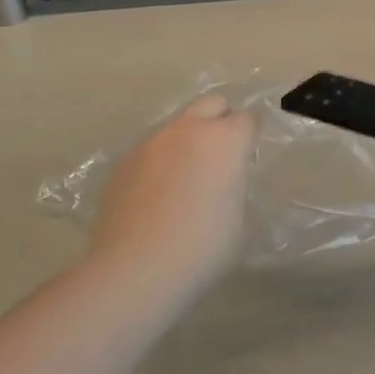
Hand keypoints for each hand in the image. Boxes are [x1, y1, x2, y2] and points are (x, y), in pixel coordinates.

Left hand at [89, 96, 256, 291]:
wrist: (135, 270)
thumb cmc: (202, 249)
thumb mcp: (241, 224)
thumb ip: (237, 191)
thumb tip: (226, 187)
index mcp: (225, 141)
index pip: (248, 119)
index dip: (251, 136)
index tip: (249, 157)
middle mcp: (188, 130)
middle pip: (212, 103)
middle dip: (221, 120)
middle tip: (221, 155)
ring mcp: (151, 143)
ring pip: (178, 125)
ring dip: (188, 140)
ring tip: (186, 178)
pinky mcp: (123, 162)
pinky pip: (151, 150)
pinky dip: (160, 162)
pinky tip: (156, 196)